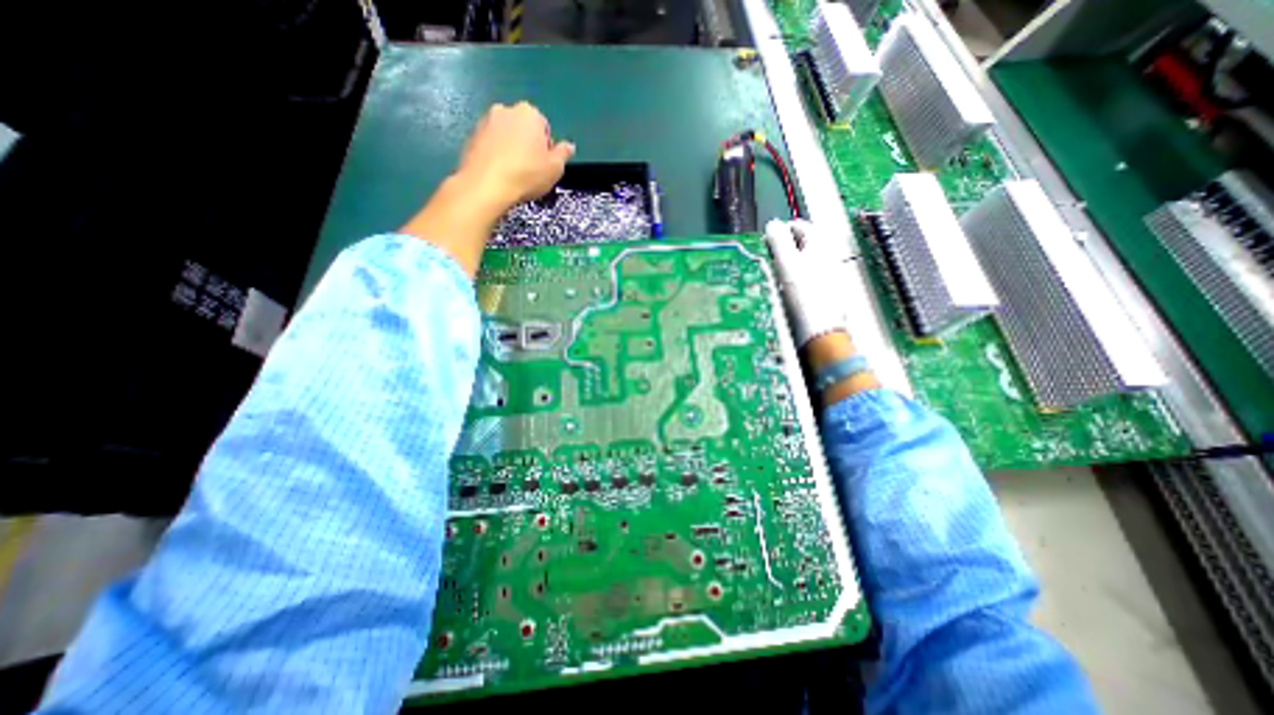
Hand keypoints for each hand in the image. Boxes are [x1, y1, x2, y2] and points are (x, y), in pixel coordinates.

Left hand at [401, 101, 575, 274]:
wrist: (483, 189)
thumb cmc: (524, 178)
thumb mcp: (553, 172)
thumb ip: (562, 157)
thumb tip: (569, 149)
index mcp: (528, 115)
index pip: (544, 130)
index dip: (546, 154)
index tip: (543, 175)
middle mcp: (504, 112)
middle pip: (524, 134)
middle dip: (529, 154)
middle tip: (530, 180)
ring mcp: (484, 125)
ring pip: (506, 142)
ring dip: (512, 160)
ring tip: (514, 185)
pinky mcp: (469, 141)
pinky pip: (490, 150)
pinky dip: (496, 163)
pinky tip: (499, 183)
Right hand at [760, 221, 849, 349]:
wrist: (821, 331)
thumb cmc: (804, 297)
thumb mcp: (786, 264)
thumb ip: (778, 240)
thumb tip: (773, 225)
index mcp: (821, 243)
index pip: (799, 225)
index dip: (780, 232)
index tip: (767, 245)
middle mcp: (829, 255)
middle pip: (802, 243)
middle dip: (784, 250)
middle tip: (770, 262)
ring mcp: (829, 274)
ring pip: (803, 261)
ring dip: (788, 266)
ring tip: (777, 279)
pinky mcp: (826, 292)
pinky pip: (807, 277)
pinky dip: (795, 280)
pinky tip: (788, 293)